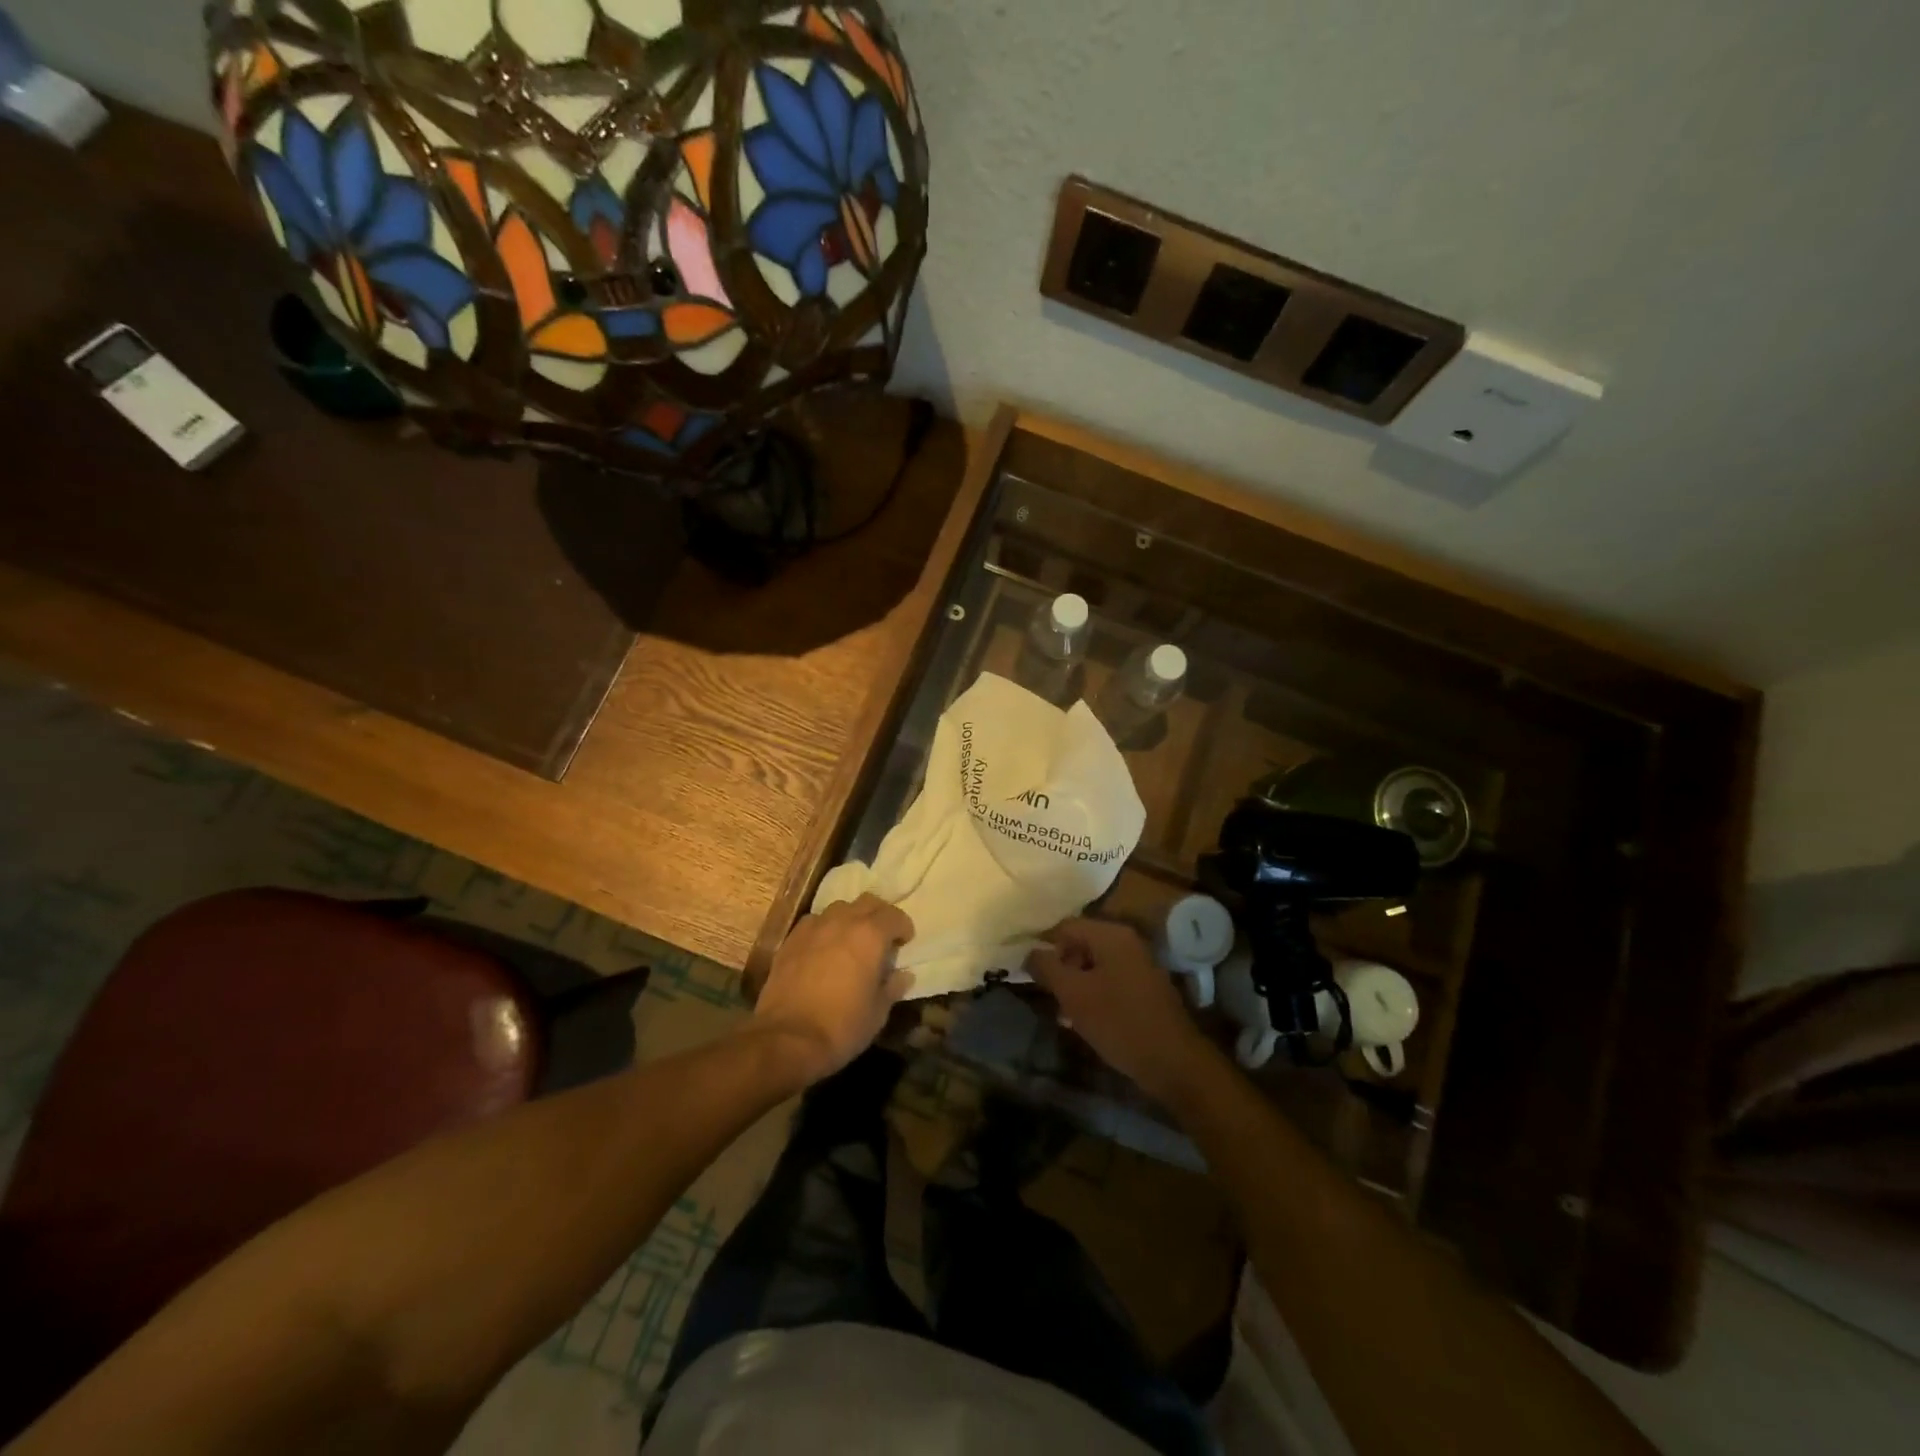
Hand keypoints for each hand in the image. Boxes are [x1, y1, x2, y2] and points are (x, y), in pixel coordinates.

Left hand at [753, 894, 915, 1083]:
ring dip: (850, 918)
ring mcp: (813, 927)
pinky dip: (824, 928)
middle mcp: (843, 921)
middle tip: (881, 937)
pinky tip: (823, 948)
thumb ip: (893, 987)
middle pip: (867, 902)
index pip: (894, 915)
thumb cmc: (842, 1026)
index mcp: (870, 935)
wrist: (787, 1038)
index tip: (904, 942)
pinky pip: (814, 922)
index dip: (903, 927)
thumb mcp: (878, 1012)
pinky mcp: (790, 940)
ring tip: (851, 940)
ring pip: (838, 908)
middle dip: (878, 915)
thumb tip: (903, 975)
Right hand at [1026, 918, 1214, 1100]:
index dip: (1042, 946)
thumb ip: (1047, 968)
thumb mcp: (1074, 994)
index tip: (1027, 971)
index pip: (1065, 926)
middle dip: (1060, 967)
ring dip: (1074, 984)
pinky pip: (1110, 981)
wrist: (1173, 1063)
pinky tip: (1083, 1020)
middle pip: (1080, 944)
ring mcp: (1139, 965)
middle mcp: (1127, 942)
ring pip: (1094, 966)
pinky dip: (1093, 994)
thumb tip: (1030, 952)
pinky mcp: (1145, 989)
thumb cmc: (1119, 1022)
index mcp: (1111, 935)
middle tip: (1046, 994)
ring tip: (1062, 1013)